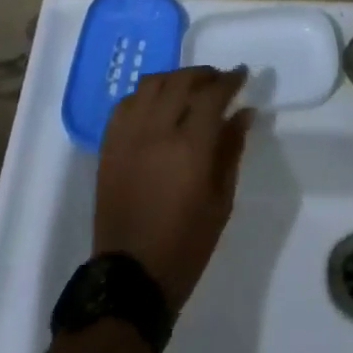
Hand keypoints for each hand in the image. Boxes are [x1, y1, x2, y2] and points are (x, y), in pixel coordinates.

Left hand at [94, 66, 253, 311]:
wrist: (131, 278)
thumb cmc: (186, 244)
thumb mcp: (221, 201)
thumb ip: (231, 149)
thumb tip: (243, 112)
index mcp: (190, 147)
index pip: (212, 95)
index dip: (229, 79)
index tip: (242, 74)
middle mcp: (156, 131)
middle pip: (181, 81)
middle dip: (204, 75)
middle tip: (219, 81)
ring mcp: (128, 135)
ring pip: (151, 84)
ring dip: (174, 78)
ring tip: (188, 89)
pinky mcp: (109, 145)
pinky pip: (126, 103)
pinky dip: (145, 95)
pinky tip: (157, 105)